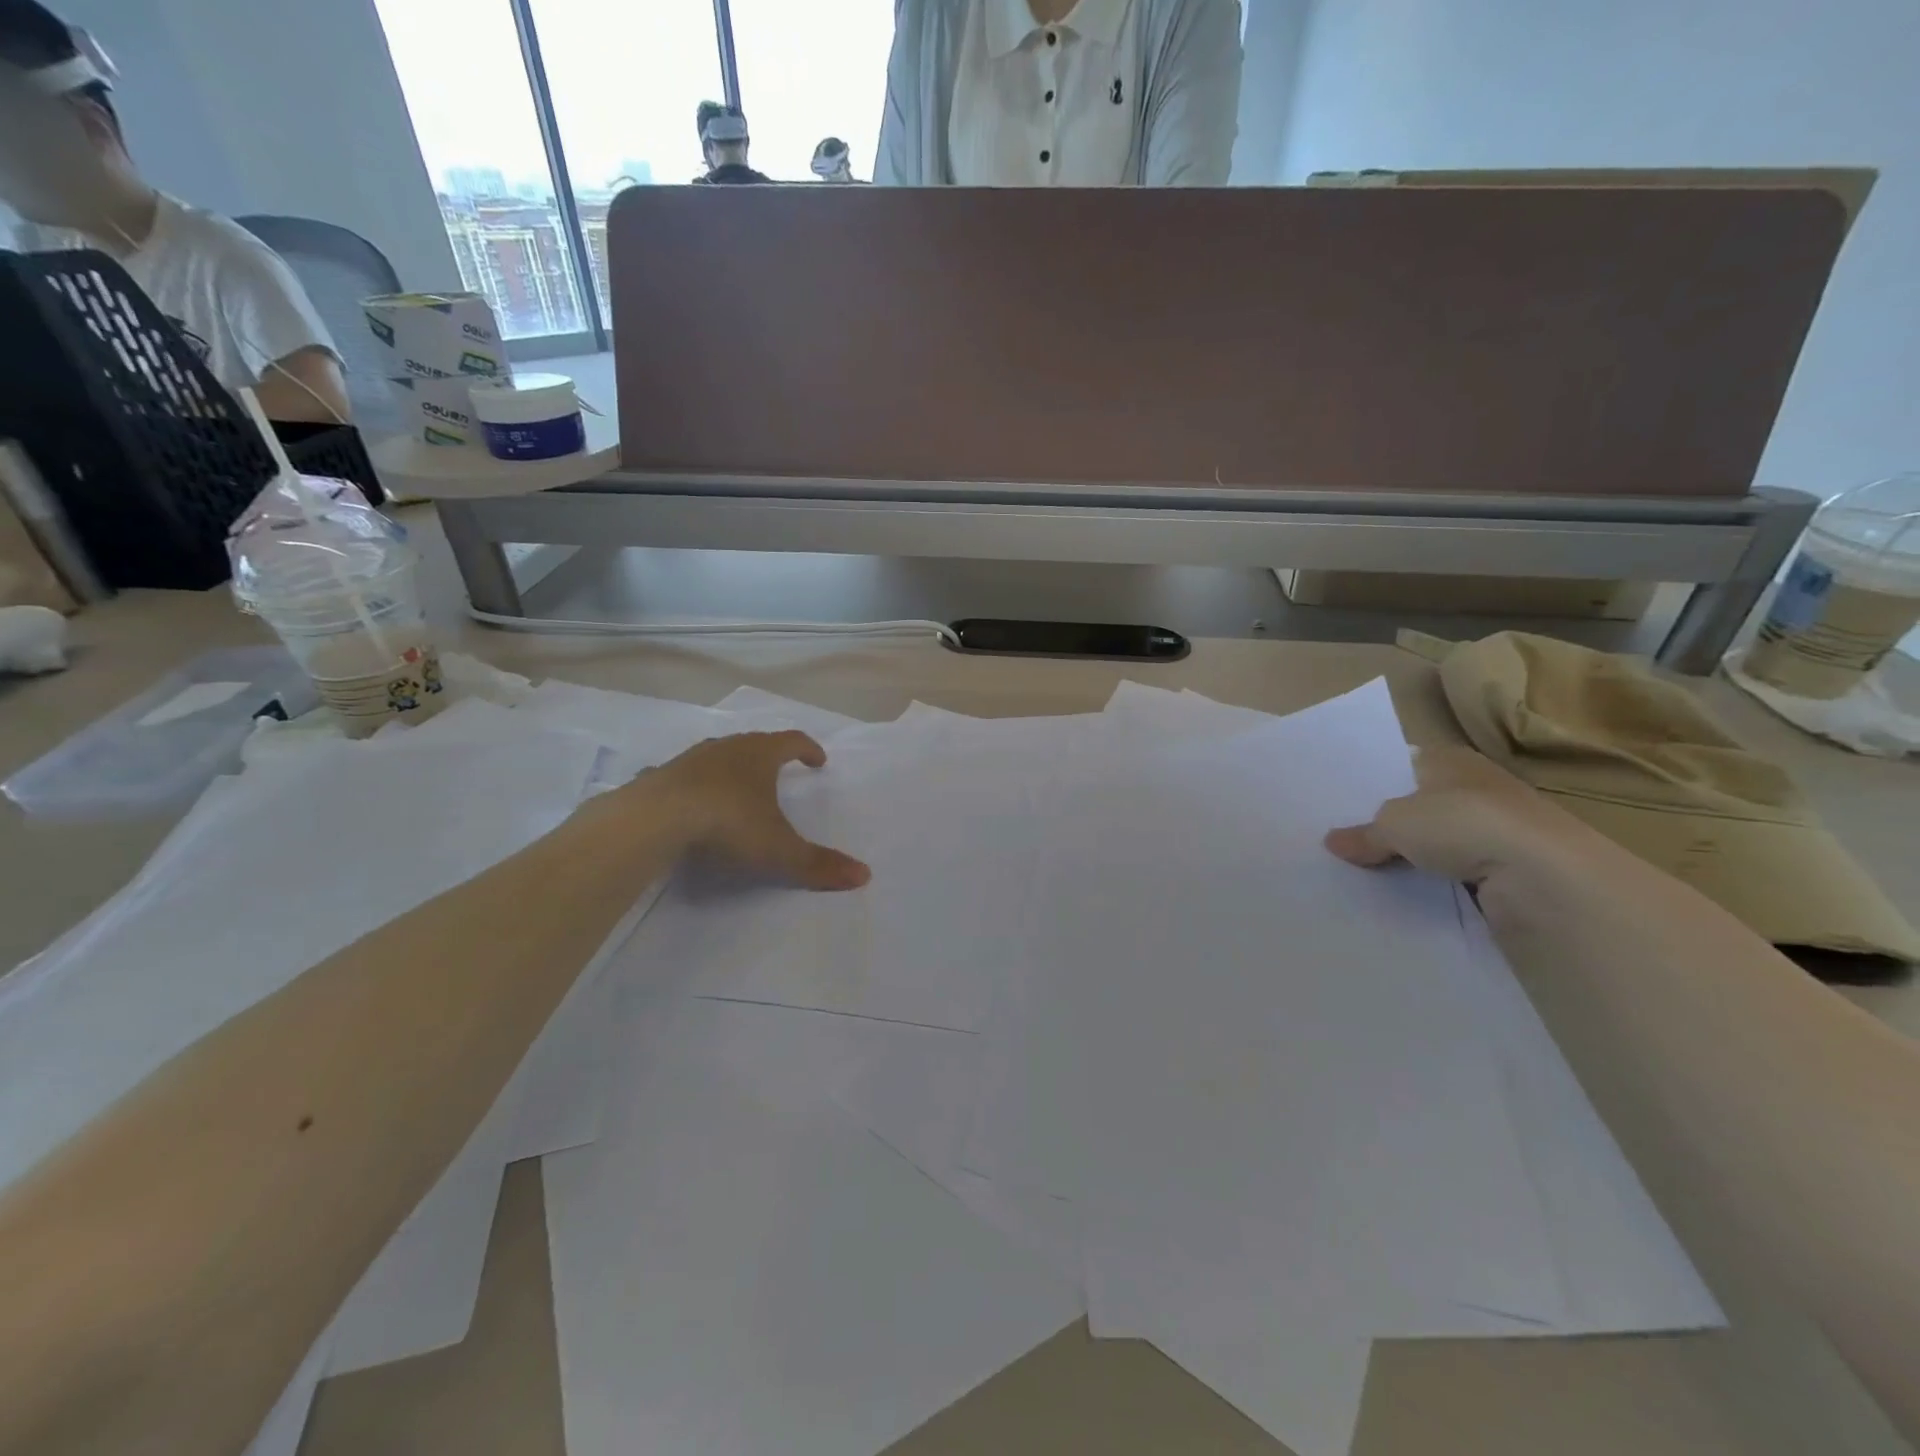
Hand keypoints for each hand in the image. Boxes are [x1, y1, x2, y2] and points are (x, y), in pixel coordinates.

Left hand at [647, 731, 870, 890]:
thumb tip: (865, 876)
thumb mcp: (779, 850)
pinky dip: (691, 785)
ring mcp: (690, 760)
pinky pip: (682, 776)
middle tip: (780, 770)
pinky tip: (686, 800)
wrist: (654, 819)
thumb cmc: (728, 823)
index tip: (819, 761)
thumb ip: (819, 864)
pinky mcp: (660, 776)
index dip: (809, 750)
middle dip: (770, 755)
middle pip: (755, 743)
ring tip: (737, 786)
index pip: (793, 741)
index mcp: (760, 755)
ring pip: (717, 756)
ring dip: (731, 767)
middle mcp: (726, 748)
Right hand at [1323, 745, 1592, 884]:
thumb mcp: (1394, 823)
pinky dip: (1434, 886)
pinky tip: (1402, 896)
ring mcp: (1496, 832)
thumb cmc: (1463, 824)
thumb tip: (1333, 843)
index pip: (1404, 765)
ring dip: (1412, 859)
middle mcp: (1476, 789)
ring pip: (1437, 844)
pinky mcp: (1508, 872)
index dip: (1374, 783)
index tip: (1340, 806)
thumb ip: (1364, 833)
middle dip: (1388, 825)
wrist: (1544, 876)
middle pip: (1419, 806)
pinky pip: (1454, 876)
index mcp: (1451, 760)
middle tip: (1342, 843)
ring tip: (1363, 873)